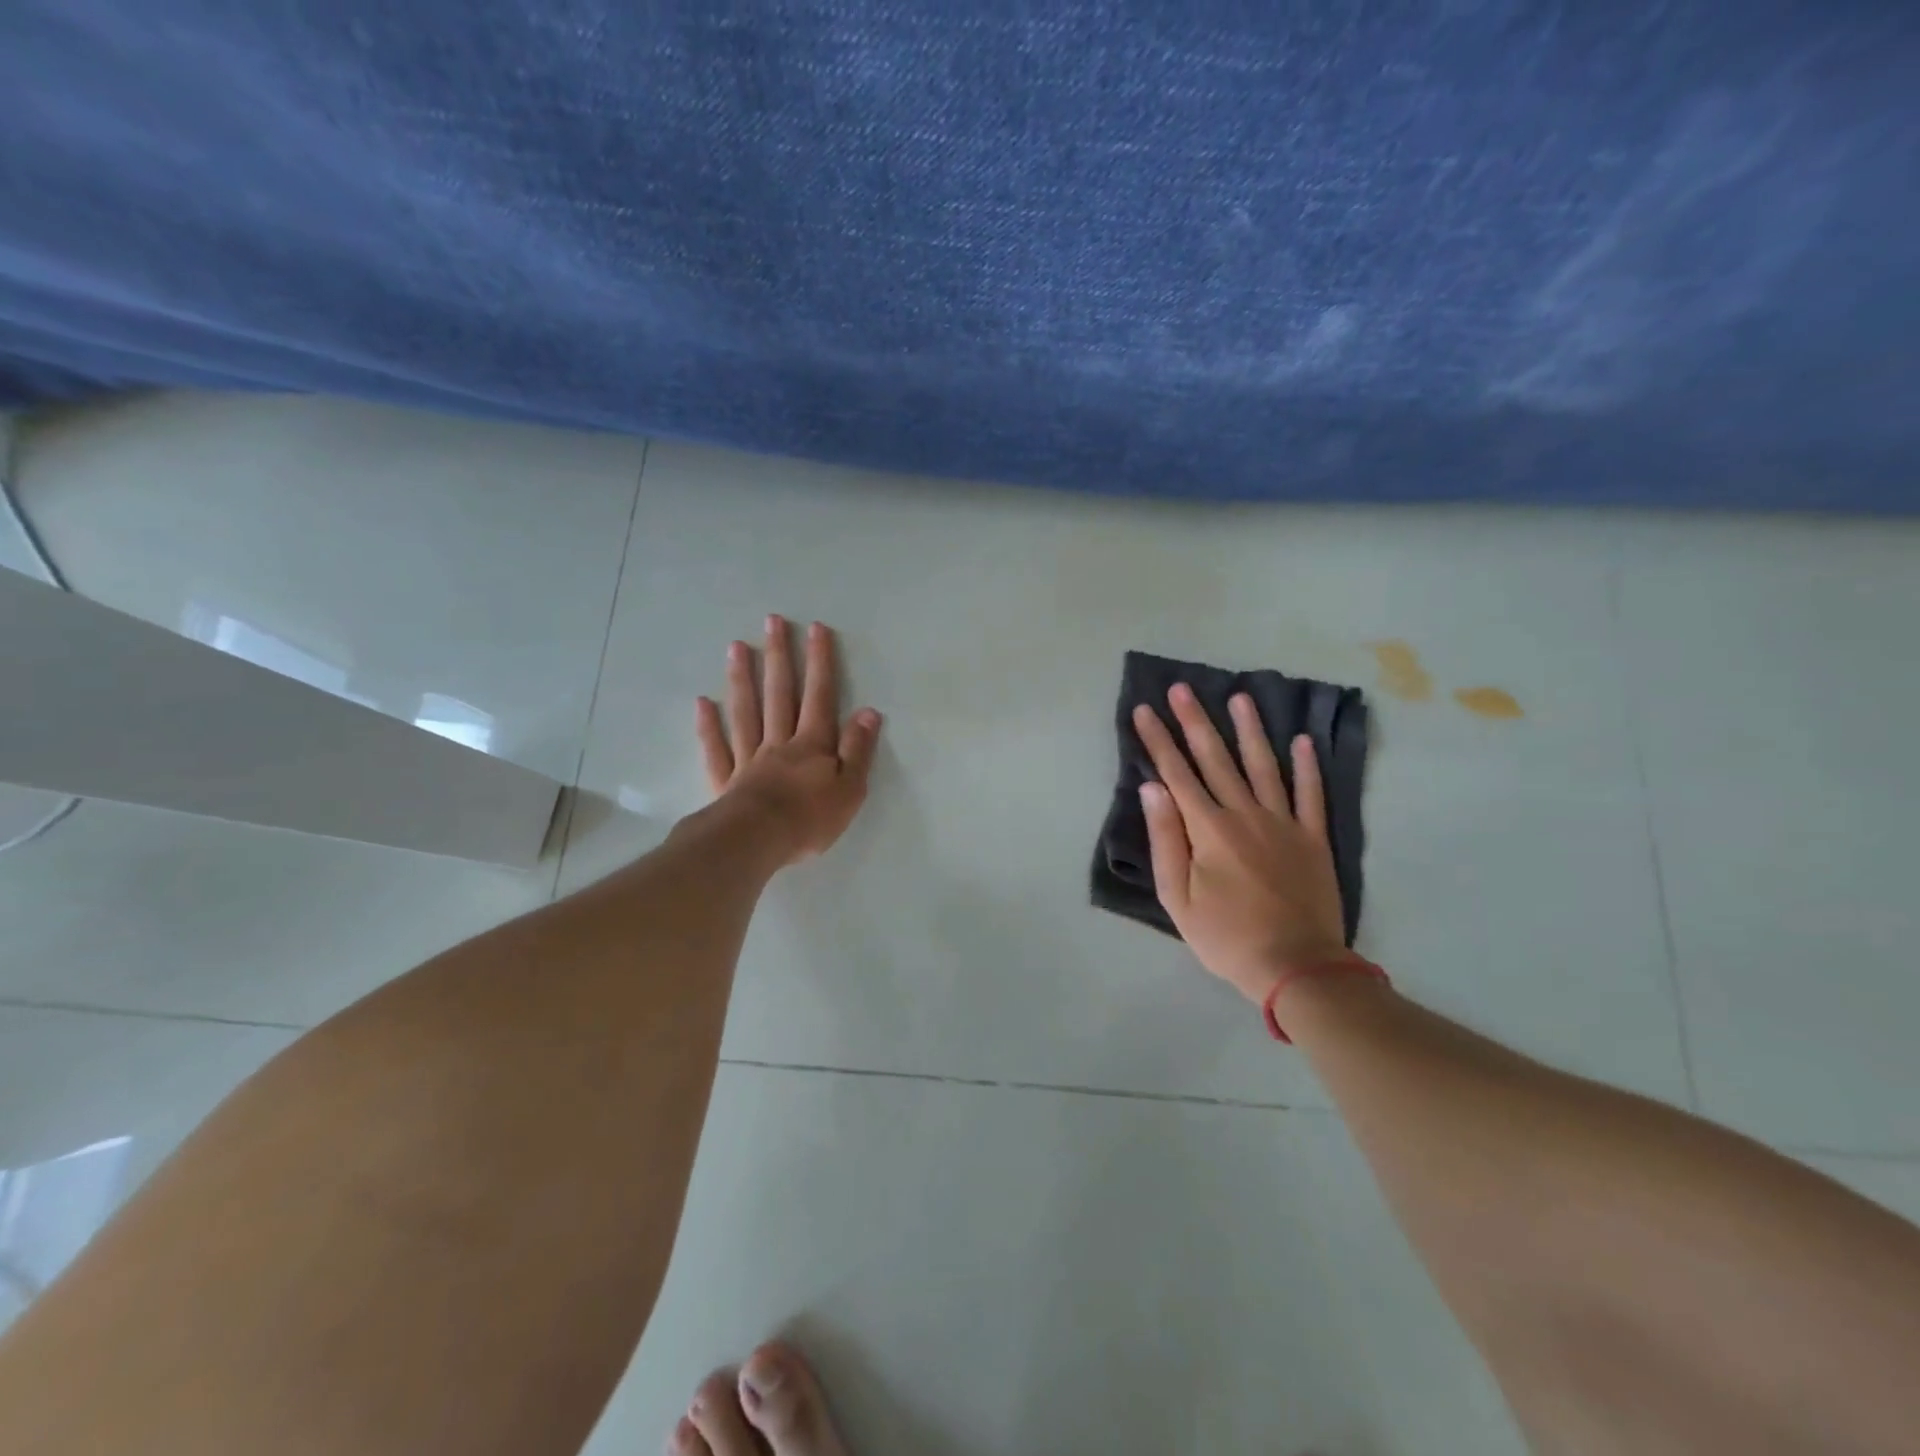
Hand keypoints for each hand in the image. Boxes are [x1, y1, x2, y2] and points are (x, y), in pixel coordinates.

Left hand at [695, 616, 881, 864]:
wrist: (756, 842)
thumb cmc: (810, 819)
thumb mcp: (850, 788)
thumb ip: (858, 749)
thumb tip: (867, 711)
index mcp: (812, 745)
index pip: (819, 696)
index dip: (820, 662)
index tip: (815, 628)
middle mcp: (779, 743)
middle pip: (779, 694)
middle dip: (779, 657)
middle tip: (772, 622)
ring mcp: (749, 759)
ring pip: (746, 712)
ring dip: (742, 678)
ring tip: (737, 647)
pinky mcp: (726, 780)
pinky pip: (716, 748)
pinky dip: (708, 726)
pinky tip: (703, 703)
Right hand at [1133, 685, 1350, 1003]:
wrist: (1296, 966)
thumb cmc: (1225, 936)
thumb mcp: (1177, 896)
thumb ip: (1165, 839)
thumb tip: (1153, 789)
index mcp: (1208, 829)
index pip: (1176, 774)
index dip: (1157, 741)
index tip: (1143, 711)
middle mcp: (1245, 814)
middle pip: (1215, 759)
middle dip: (1194, 722)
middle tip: (1181, 688)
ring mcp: (1283, 823)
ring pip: (1263, 766)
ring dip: (1250, 730)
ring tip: (1240, 697)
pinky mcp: (1312, 839)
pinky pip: (1311, 795)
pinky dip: (1308, 767)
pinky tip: (1303, 741)